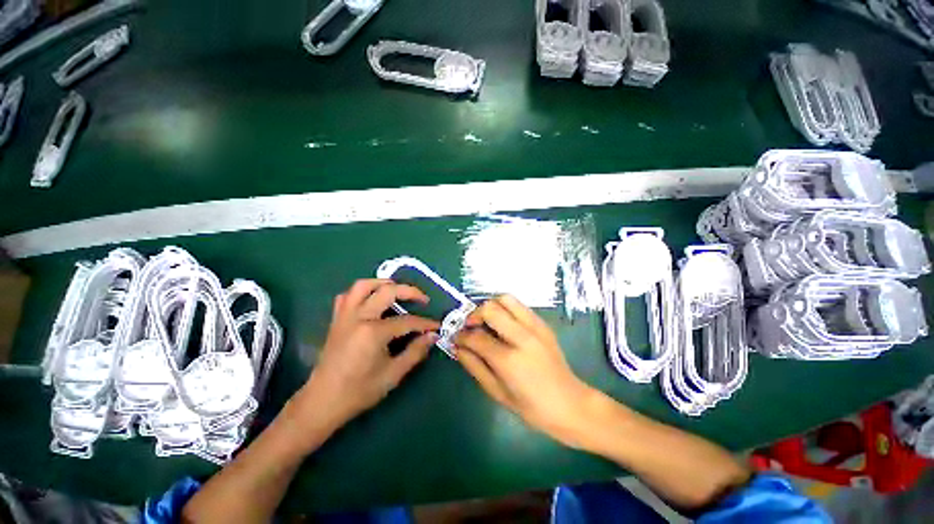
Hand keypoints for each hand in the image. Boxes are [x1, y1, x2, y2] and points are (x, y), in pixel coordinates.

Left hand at [294, 279, 438, 435]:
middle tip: (423, 299)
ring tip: (398, 289)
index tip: (437, 326)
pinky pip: (347, 296)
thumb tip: (432, 336)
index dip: (425, 323)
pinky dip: (361, 292)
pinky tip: (371, 299)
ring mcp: (345, 316)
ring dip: (383, 283)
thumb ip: (415, 352)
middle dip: (410, 292)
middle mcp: (359, 317)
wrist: (322, 402)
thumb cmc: (359, 391)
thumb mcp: (393, 374)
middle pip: (388, 291)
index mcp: (373, 332)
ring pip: (363, 285)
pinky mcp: (336, 319)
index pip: (407, 321)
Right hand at [454, 295, 597, 448]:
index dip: (461, 335)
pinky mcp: (543, 324)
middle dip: (474, 314)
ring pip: (506, 299)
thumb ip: (474, 366)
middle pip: (490, 308)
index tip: (455, 337)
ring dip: (491, 306)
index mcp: (509, 360)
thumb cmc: (532, 407)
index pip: (476, 337)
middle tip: (470, 326)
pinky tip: (503, 324)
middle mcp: (522, 337)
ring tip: (486, 321)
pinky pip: (519, 306)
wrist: (570, 404)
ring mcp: (535, 327)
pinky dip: (506, 309)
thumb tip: (457, 347)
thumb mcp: (497, 393)